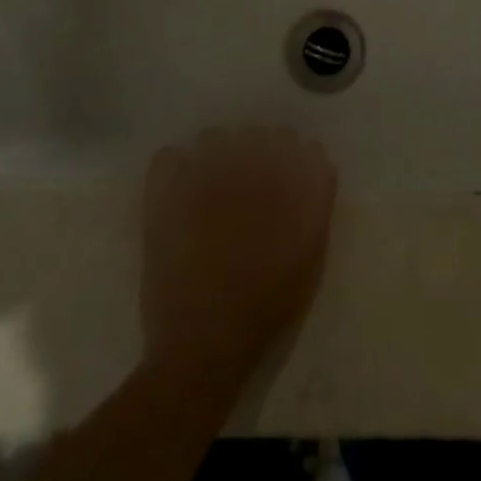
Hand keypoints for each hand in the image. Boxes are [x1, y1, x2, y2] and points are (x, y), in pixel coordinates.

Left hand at [140, 128, 337, 384]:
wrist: (206, 345)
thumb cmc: (266, 306)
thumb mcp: (310, 257)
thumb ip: (317, 202)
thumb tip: (315, 158)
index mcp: (282, 184)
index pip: (292, 143)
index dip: (289, 156)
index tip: (283, 174)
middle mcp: (244, 172)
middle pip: (254, 135)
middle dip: (254, 152)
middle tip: (247, 186)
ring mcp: (201, 181)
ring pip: (211, 138)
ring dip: (215, 157)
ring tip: (211, 188)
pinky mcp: (164, 200)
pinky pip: (167, 158)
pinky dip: (174, 168)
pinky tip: (179, 191)